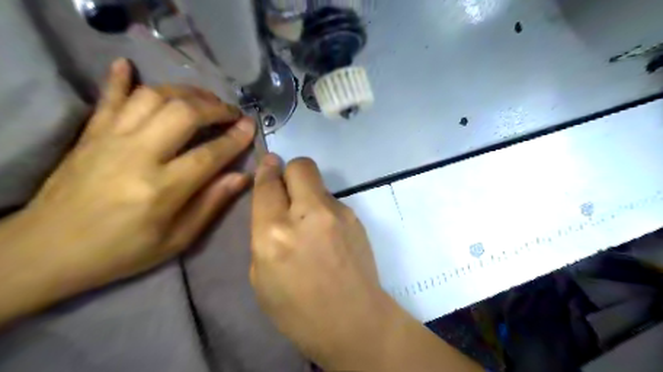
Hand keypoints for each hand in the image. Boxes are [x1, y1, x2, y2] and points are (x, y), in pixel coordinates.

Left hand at [0, 58, 253, 306]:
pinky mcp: (90, 133)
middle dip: (215, 108)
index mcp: (162, 189)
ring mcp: (110, 139)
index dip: (235, 138)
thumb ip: (211, 204)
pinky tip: (129, 65)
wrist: (48, 250)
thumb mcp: (177, 239)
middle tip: (232, 113)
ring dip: (186, 93)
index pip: (210, 153)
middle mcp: (138, 155)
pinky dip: (121, 78)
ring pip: (154, 97)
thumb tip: (242, 176)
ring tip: (204, 101)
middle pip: (184, 113)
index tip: (251, 126)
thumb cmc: (122, 250)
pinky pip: (108, 97)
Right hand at [252, 157, 485, 371]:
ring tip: (311, 224)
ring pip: (319, 183)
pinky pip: (333, 201)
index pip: (268, 184)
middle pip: (300, 166)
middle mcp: (307, 215)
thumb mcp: (261, 276)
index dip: (266, 171)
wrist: (353, 320)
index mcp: (274, 234)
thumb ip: (263, 234)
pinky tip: (328, 234)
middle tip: (288, 190)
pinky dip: (324, 210)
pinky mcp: (356, 218)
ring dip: (308, 194)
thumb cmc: (297, 309)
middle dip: (290, 171)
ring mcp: (338, 213)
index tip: (268, 164)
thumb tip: (273, 204)